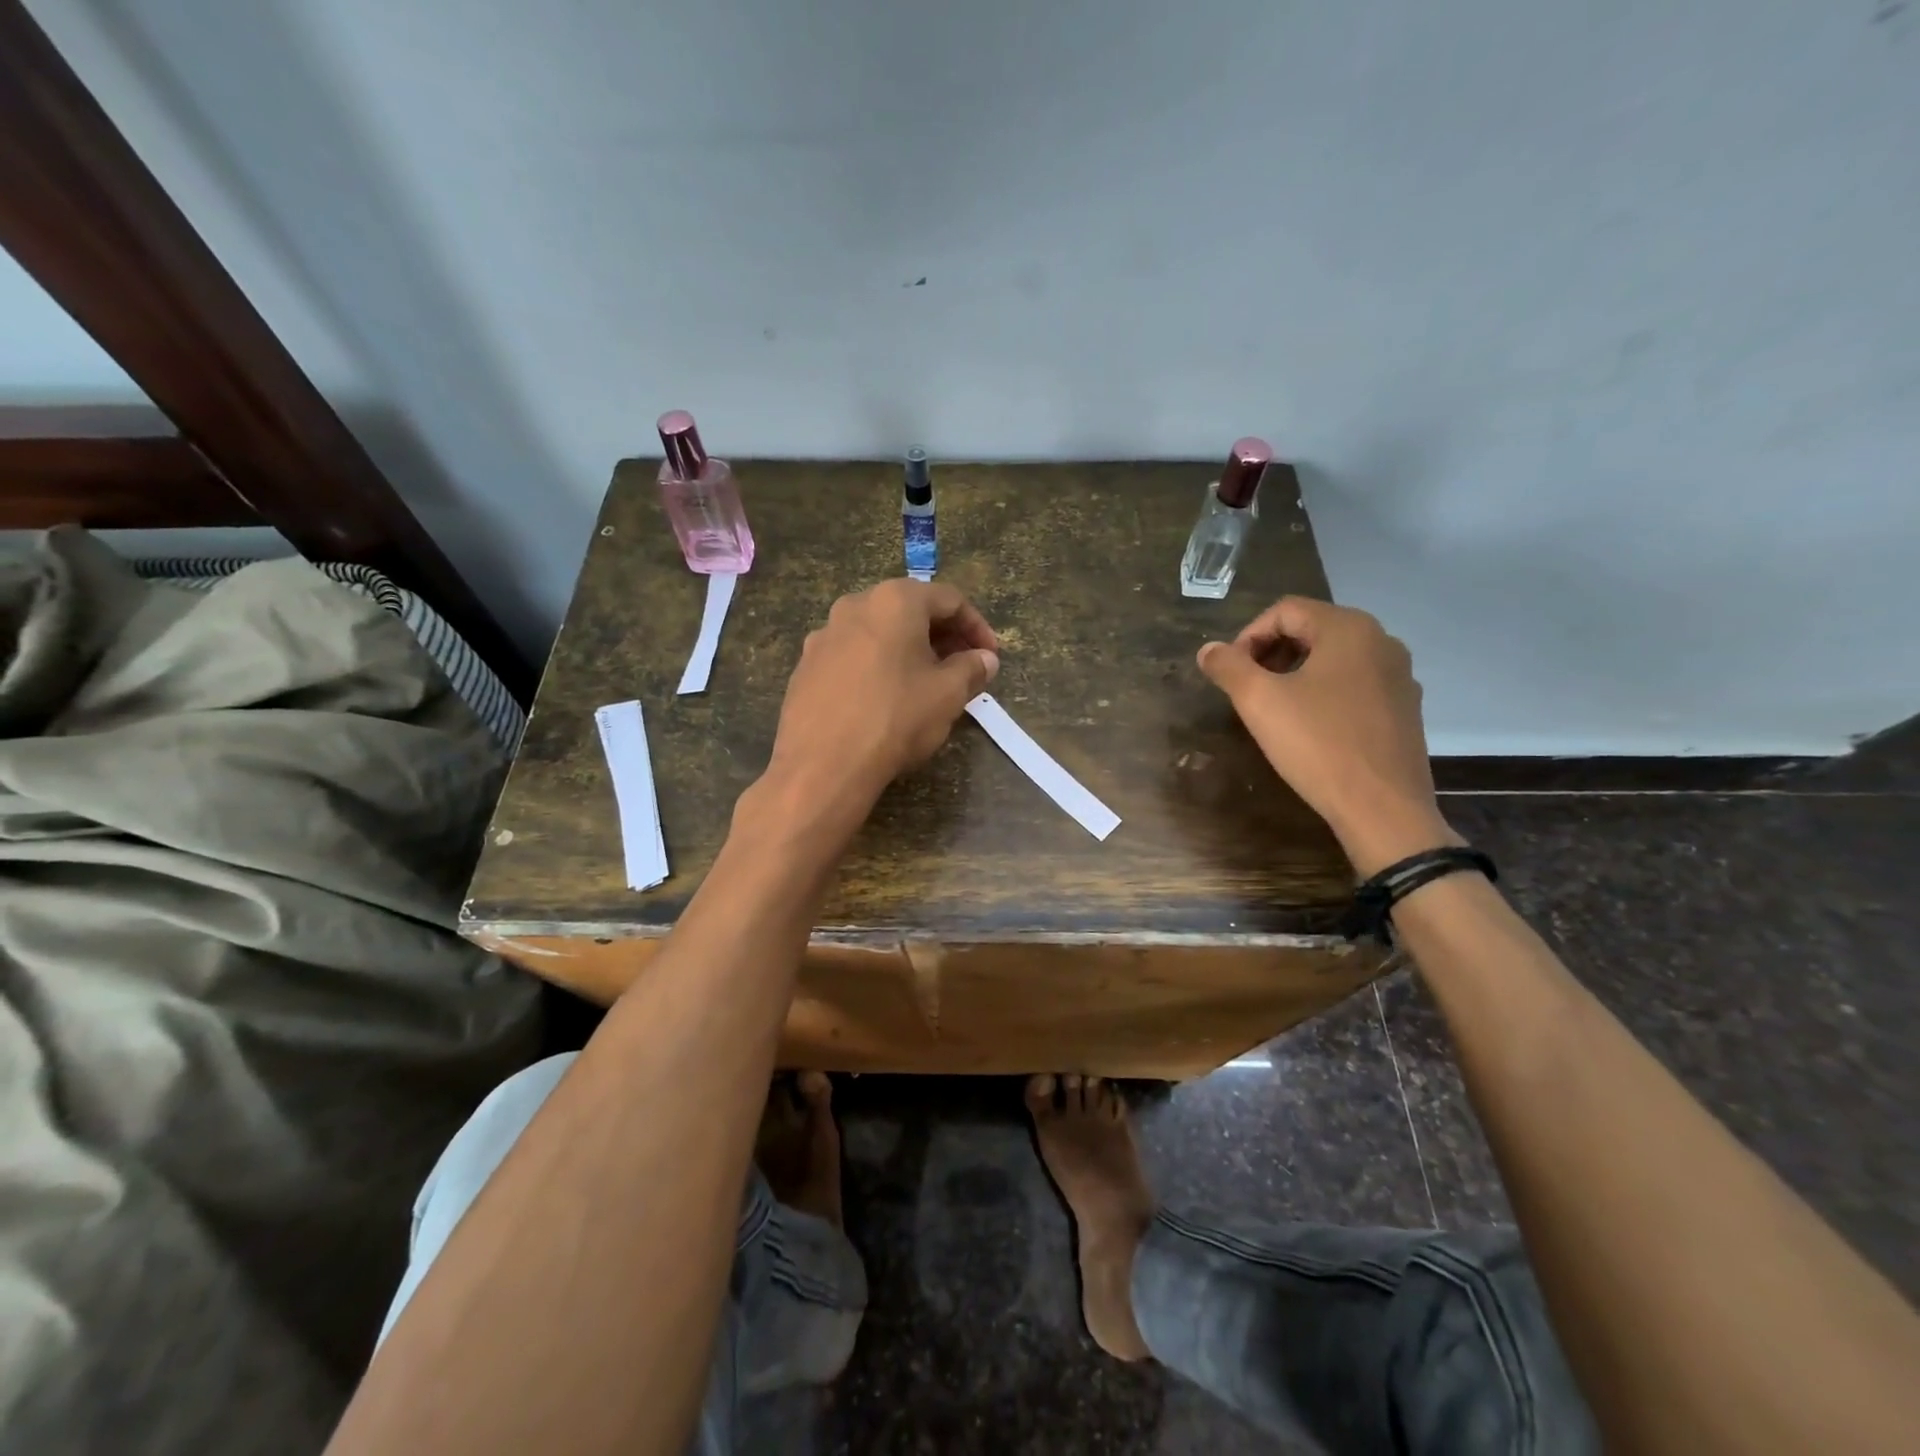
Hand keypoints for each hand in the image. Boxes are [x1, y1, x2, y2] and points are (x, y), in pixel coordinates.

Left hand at [764, 579, 998, 820]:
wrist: (822, 765)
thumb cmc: (895, 718)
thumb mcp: (948, 694)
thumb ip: (971, 669)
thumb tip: (985, 659)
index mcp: (894, 601)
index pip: (949, 600)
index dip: (976, 627)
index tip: (990, 656)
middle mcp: (854, 606)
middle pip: (909, 611)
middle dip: (942, 637)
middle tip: (963, 669)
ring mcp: (824, 636)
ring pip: (878, 634)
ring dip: (908, 652)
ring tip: (925, 685)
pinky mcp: (805, 667)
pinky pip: (852, 657)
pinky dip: (876, 668)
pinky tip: (884, 700)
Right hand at [1197, 597, 1458, 875]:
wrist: (1382, 808)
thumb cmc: (1317, 744)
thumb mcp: (1259, 701)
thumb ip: (1228, 667)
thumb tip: (1209, 650)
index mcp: (1348, 629)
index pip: (1285, 611)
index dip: (1248, 636)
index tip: (1230, 672)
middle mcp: (1381, 641)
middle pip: (1312, 630)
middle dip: (1271, 653)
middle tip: (1246, 688)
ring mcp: (1399, 676)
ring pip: (1334, 658)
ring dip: (1296, 673)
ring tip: (1273, 708)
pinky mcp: (1404, 709)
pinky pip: (1355, 684)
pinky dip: (1324, 693)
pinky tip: (1309, 727)